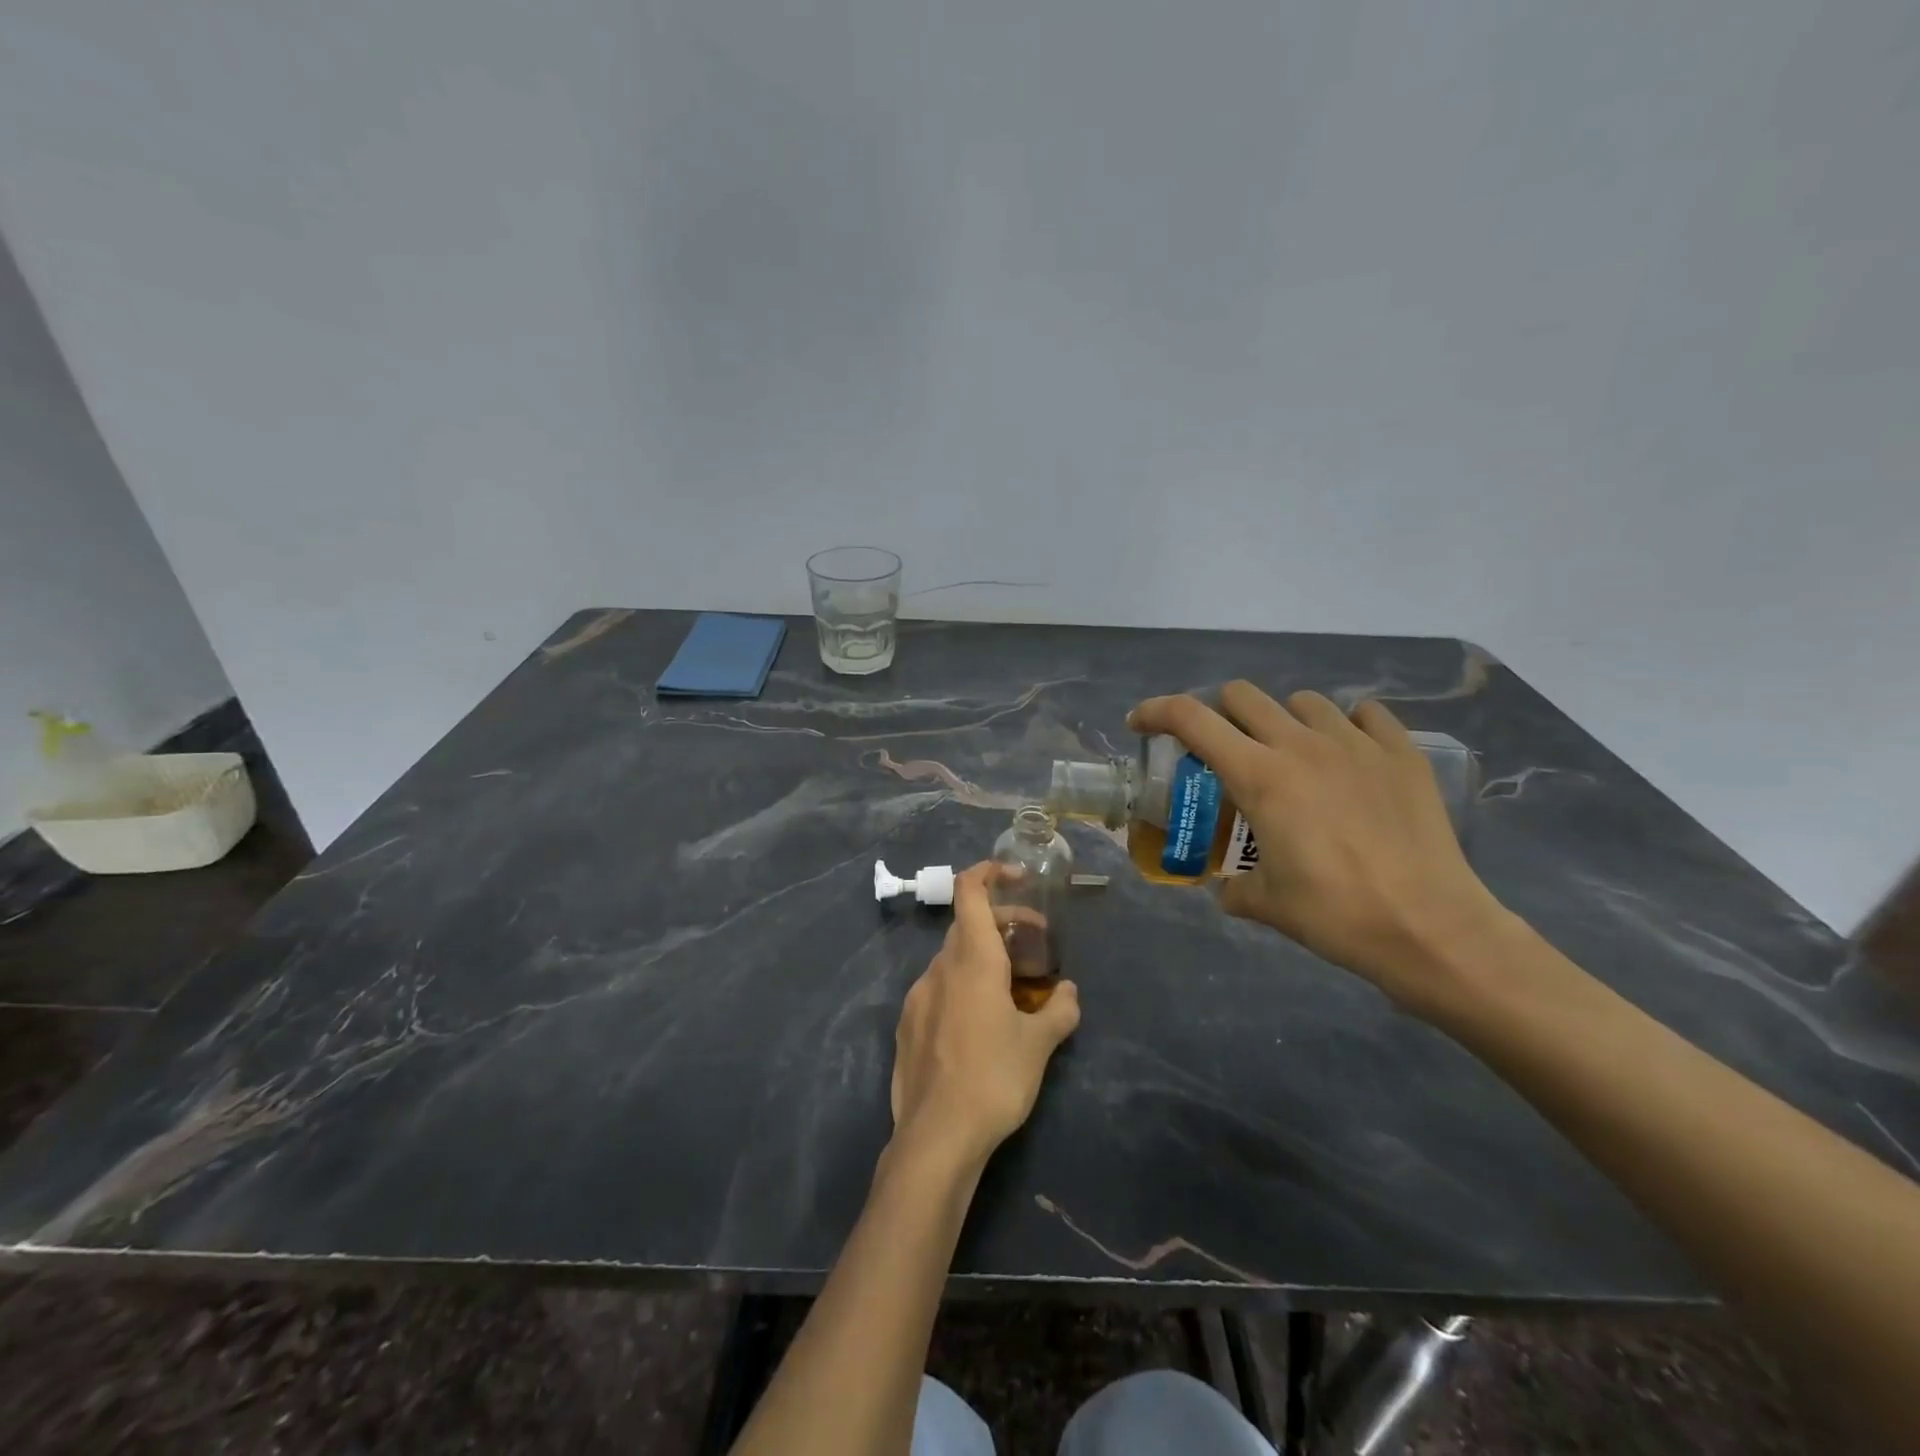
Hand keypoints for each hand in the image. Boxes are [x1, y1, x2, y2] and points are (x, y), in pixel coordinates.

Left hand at [889, 864, 1080, 1168]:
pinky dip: (961, 985)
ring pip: (952, 958)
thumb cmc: (994, 1079)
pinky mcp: (906, 1024)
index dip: (989, 871)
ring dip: (981, 956)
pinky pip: (937, 988)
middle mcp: (940, 967)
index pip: (970, 891)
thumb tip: (1070, 992)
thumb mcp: (1039, 1046)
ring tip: (1010, 987)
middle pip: (967, 924)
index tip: (1017, 877)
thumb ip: (1059, 1010)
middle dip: (1001, 922)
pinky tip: (977, 1022)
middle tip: (1033, 942)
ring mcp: (918, 995)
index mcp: (972, 960)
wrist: (936, 1136)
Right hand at [1129, 683, 1510, 1014]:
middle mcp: (1301, 745)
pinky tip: (1348, 755)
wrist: (1430, 928)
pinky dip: (1346, 726)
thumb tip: (1227, 887)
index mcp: (1259, 776)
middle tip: (1221, 749)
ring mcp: (1356, 744)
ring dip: (1282, 719)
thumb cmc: (1335, 914)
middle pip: (1242, 696)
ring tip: (1290, 754)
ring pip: (1302, 701)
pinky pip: (1366, 716)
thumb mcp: (1265, 903)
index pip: (1191, 719)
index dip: (1156, 711)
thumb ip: (1233, 886)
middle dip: (1218, 714)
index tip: (1141, 723)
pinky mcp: (1401, 754)